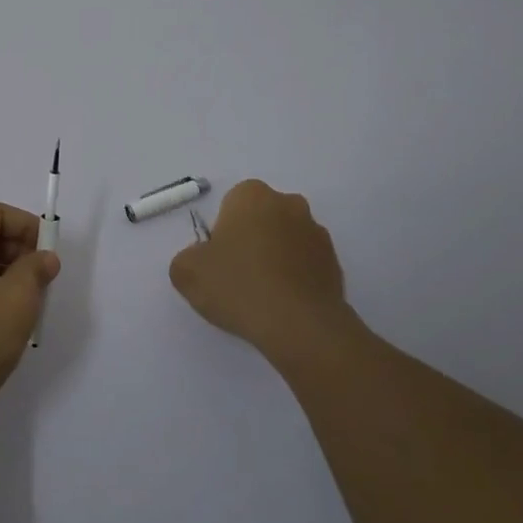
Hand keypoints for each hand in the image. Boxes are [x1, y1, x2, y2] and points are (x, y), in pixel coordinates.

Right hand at [169, 180, 356, 365]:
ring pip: (286, 241)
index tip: (219, 260)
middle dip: (251, 240)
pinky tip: (283, 305)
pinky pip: (306, 265)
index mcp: (253, 195)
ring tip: (262, 296)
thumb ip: (188, 257)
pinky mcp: (336, 263)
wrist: (299, 326)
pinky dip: (295, 279)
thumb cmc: (238, 286)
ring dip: (275, 259)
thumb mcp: (186, 272)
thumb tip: (203, 259)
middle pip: (261, 219)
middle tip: (238, 277)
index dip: (222, 233)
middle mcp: (289, 204)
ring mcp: (317, 233)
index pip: (231, 205)